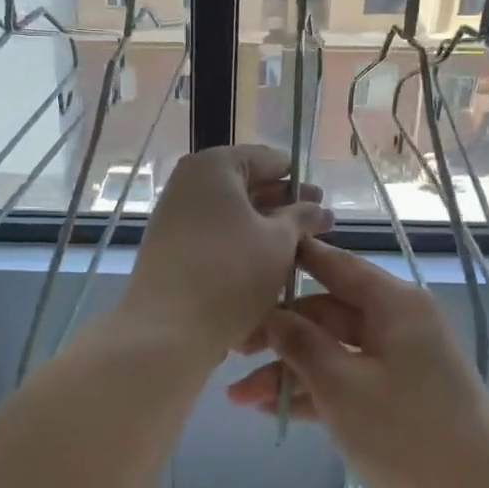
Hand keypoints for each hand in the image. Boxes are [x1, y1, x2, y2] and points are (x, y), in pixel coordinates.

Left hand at [116, 145, 333, 363]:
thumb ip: (301, 218)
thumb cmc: (231, 273)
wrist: (168, 328)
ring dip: (265, 231)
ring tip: (301, 250)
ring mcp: (176, 219)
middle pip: (246, 188)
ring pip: (232, 218)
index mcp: (213, 167)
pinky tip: (269, 268)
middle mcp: (188, 185)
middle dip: (284, 206)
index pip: (265, 159)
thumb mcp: (279, 242)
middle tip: (321, 224)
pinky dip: (242, 248)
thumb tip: (316, 208)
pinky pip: (215, 241)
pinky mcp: (172, 252)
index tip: (321, 196)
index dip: (295, 177)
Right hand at [226, 238, 488, 487]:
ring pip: (331, 353)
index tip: (250, 258)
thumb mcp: (341, 384)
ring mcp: (398, 366)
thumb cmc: (404, 433)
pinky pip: (344, 384)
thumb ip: (300, 343)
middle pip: (327, 313)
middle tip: (230, 350)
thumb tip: (270, 315)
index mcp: (395, 305)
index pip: (336, 265)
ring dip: (287, 371)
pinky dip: (310, 394)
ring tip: (236, 396)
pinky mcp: (395, 403)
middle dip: (279, 333)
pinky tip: (267, 410)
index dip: (294, 260)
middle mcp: (398, 326)